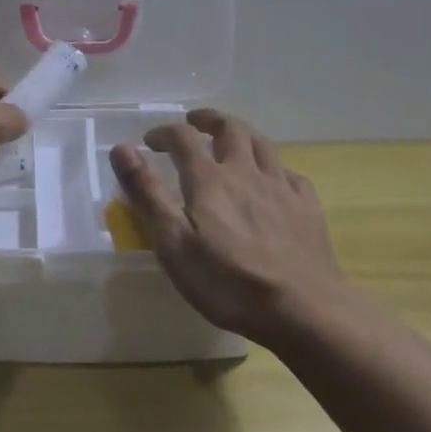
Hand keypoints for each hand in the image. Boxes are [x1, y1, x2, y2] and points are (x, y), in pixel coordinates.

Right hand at [110, 109, 344, 345]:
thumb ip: (147, 193)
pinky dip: (275, 169)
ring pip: (263, 144)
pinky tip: (273, 181)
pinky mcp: (308, 209)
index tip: (149, 142)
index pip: (182, 137)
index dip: (163, 133)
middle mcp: (246, 172)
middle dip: (208, 120)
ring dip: (242, 134)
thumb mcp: (173, 243)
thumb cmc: (229, 282)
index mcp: (209, 179)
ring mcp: (281, 188)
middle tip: (194, 124)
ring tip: (231, 139)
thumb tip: (122, 149)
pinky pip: (291, 175)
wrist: (304, 311)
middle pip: (230, 128)